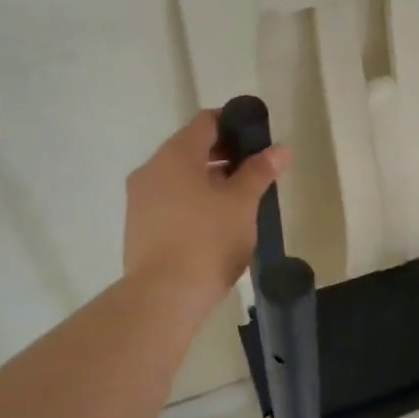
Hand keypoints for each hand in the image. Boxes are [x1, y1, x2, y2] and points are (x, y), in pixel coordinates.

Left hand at [124, 110, 291, 310]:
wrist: (163, 296)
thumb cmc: (207, 239)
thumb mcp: (242, 203)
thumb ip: (260, 171)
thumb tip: (280, 148)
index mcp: (176, 154)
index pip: (207, 121)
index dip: (234, 124)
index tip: (257, 140)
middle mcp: (152, 168)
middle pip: (191, 148)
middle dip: (223, 155)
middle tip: (254, 172)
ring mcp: (140, 199)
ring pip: (179, 176)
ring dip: (208, 180)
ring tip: (238, 201)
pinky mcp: (138, 226)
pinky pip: (169, 200)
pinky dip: (191, 201)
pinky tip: (214, 224)